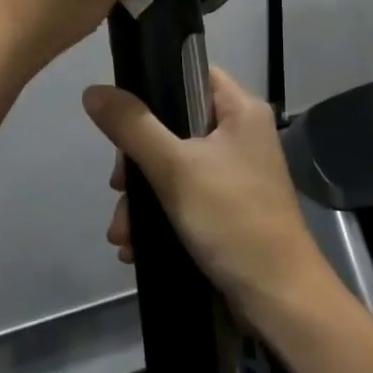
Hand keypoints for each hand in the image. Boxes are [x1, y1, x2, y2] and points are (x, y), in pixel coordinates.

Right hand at [84, 66, 333, 329]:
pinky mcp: (227, 208)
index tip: (120, 115)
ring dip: (142, 198)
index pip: (190, 72)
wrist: (279, 300)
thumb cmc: (233, 220)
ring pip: (173, 166)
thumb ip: (133, 127)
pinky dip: (158, 216)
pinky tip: (135, 247)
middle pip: (173, 124)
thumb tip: (93, 91)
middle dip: (137, 162)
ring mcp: (234, 173)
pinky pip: (183, 197)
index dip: (153, 85)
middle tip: (118, 187)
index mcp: (240, 110)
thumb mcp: (175, 169)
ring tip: (122, 234)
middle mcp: (240, 134)